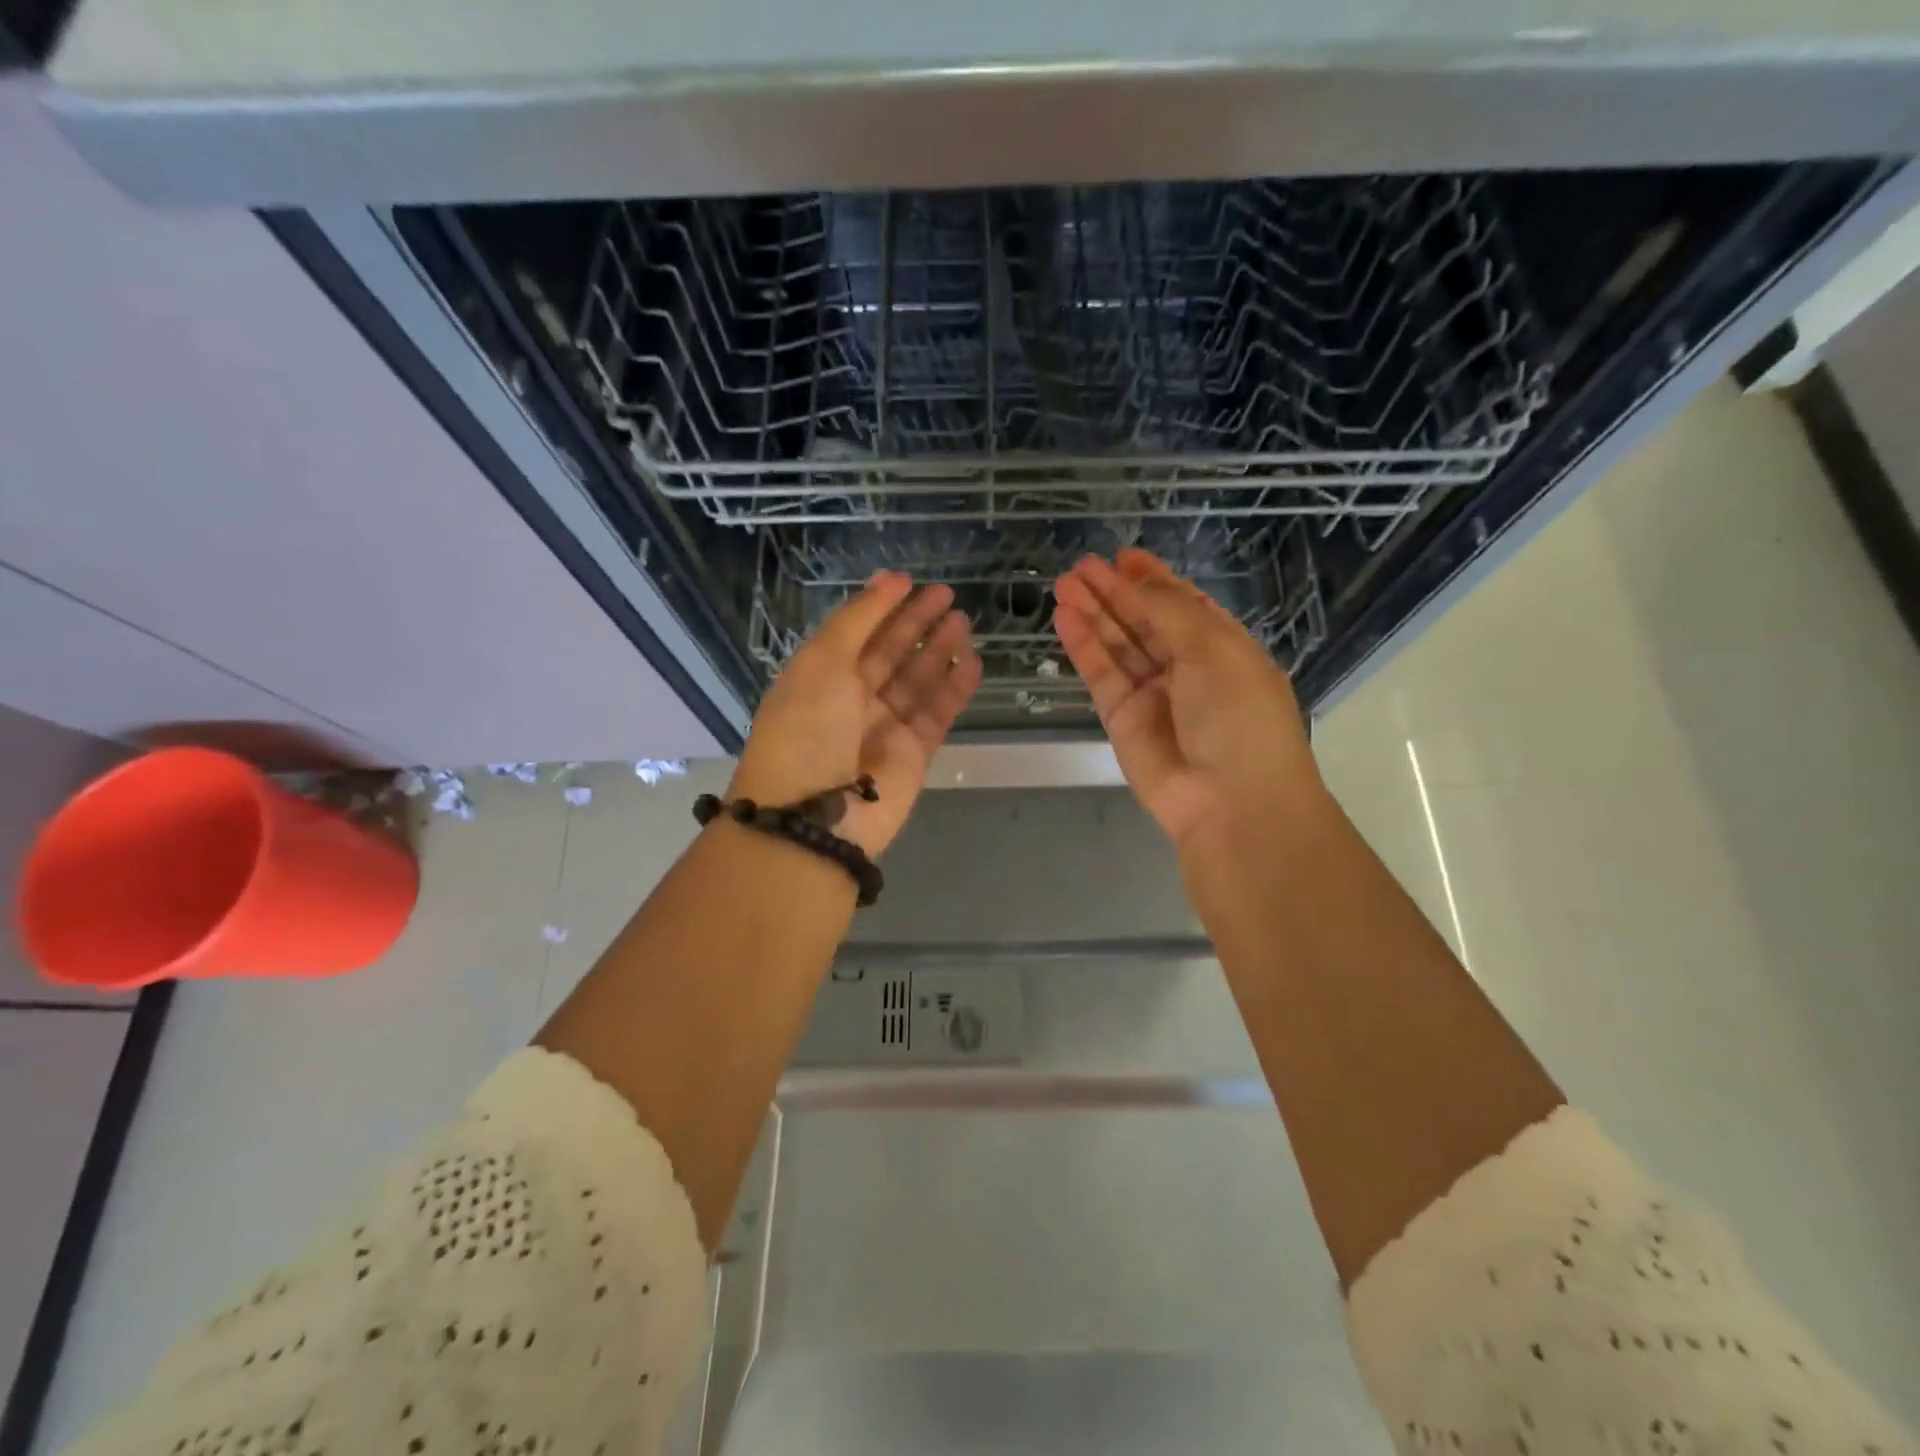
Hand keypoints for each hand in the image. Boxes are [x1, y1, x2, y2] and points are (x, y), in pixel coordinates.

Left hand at [728, 572, 980, 859]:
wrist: (817, 816)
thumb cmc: (808, 728)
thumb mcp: (822, 661)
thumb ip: (858, 619)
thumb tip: (889, 580)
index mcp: (820, 677)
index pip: (856, 633)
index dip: (882, 607)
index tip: (910, 581)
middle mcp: (851, 701)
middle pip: (889, 654)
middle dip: (916, 624)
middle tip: (947, 595)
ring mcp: (883, 729)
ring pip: (917, 682)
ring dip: (939, 651)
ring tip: (965, 622)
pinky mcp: (913, 755)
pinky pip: (937, 715)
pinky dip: (954, 689)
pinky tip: (973, 663)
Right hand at [1053, 550, 1320, 851]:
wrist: (1231, 802)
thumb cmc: (1238, 716)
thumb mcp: (1213, 650)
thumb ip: (1168, 611)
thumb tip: (1137, 581)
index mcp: (1221, 647)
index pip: (1182, 605)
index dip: (1152, 580)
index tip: (1122, 556)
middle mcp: (1186, 668)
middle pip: (1143, 621)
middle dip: (1114, 592)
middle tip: (1081, 566)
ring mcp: (1151, 694)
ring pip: (1117, 645)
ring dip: (1092, 613)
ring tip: (1064, 584)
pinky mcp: (1120, 718)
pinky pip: (1100, 674)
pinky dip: (1083, 646)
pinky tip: (1065, 618)